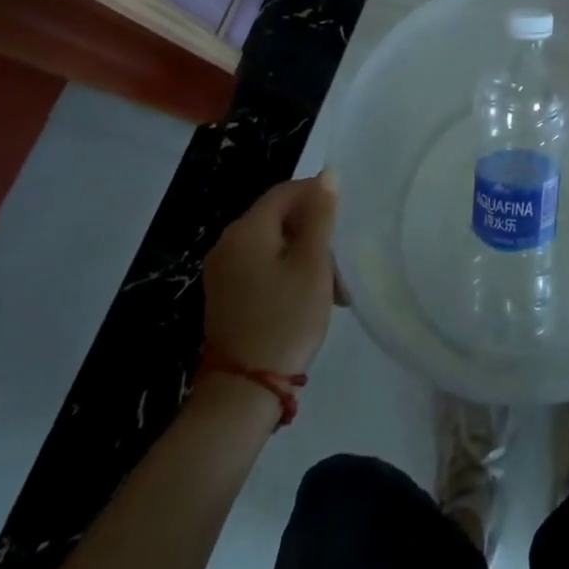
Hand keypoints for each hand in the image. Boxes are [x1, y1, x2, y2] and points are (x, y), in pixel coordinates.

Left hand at [202, 171, 339, 376]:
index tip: (345, 218)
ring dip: (303, 252)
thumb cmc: (285, 319)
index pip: (287, 190)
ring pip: (273, 242)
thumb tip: (328, 174)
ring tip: (331, 282)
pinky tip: (306, 294)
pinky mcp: (225, 296)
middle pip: (279, 216)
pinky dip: (286, 270)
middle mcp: (228, 243)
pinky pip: (261, 265)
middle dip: (313, 228)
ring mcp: (223, 272)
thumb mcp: (313, 263)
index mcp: (248, 229)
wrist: (243, 394)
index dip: (319, 195)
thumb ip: (321, 214)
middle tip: (341, 255)